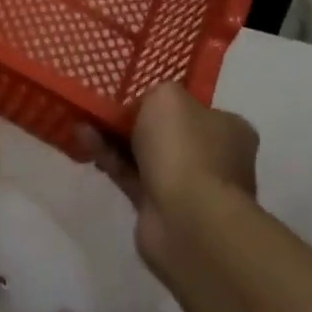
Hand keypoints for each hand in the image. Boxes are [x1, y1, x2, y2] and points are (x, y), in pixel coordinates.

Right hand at [78, 82, 257, 270]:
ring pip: (145, 155)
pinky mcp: (160, 208)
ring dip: (114, 138)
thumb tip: (146, 106)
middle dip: (133, 120)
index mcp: (229, 129)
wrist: (186, 220)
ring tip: (83, 119)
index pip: (195, 108)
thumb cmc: (185, 148)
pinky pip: (130, 175)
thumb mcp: (167, 97)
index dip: (163, 100)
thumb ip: (156, 92)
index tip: (132, 93)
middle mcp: (214, 158)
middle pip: (167, 132)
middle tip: (103, 106)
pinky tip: (83, 139)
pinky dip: (108, 158)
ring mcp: (188, 186)